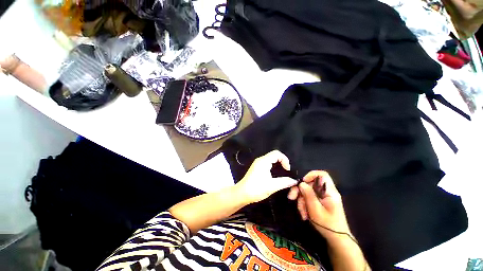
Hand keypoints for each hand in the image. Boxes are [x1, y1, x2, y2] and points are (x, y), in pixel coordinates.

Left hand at [235, 150, 297, 204]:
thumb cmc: (256, 189)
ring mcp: (257, 163)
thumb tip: (294, 180)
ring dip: (278, 164)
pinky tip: (275, 174)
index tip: (288, 169)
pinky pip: (267, 163)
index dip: (285, 159)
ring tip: (283, 172)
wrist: (242, 193)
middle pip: (274, 155)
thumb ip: (284, 182)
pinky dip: (273, 166)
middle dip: (282, 161)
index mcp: (264, 161)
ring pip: (270, 159)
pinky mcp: (256, 168)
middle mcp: (260, 160)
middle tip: (287, 171)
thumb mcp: (272, 186)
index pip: (277, 153)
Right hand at [287, 171, 350, 241]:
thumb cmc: (328, 225)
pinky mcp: (320, 202)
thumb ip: (308, 194)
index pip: (322, 175)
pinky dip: (305, 205)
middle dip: (300, 191)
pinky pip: (309, 198)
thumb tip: (301, 183)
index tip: (302, 182)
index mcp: (329, 192)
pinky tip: (304, 214)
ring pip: (308, 192)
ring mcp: (323, 197)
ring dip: (302, 201)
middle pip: (310, 184)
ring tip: (302, 213)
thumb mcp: (316, 210)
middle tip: (291, 197)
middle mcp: (326, 192)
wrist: (337, 239)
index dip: (311, 175)